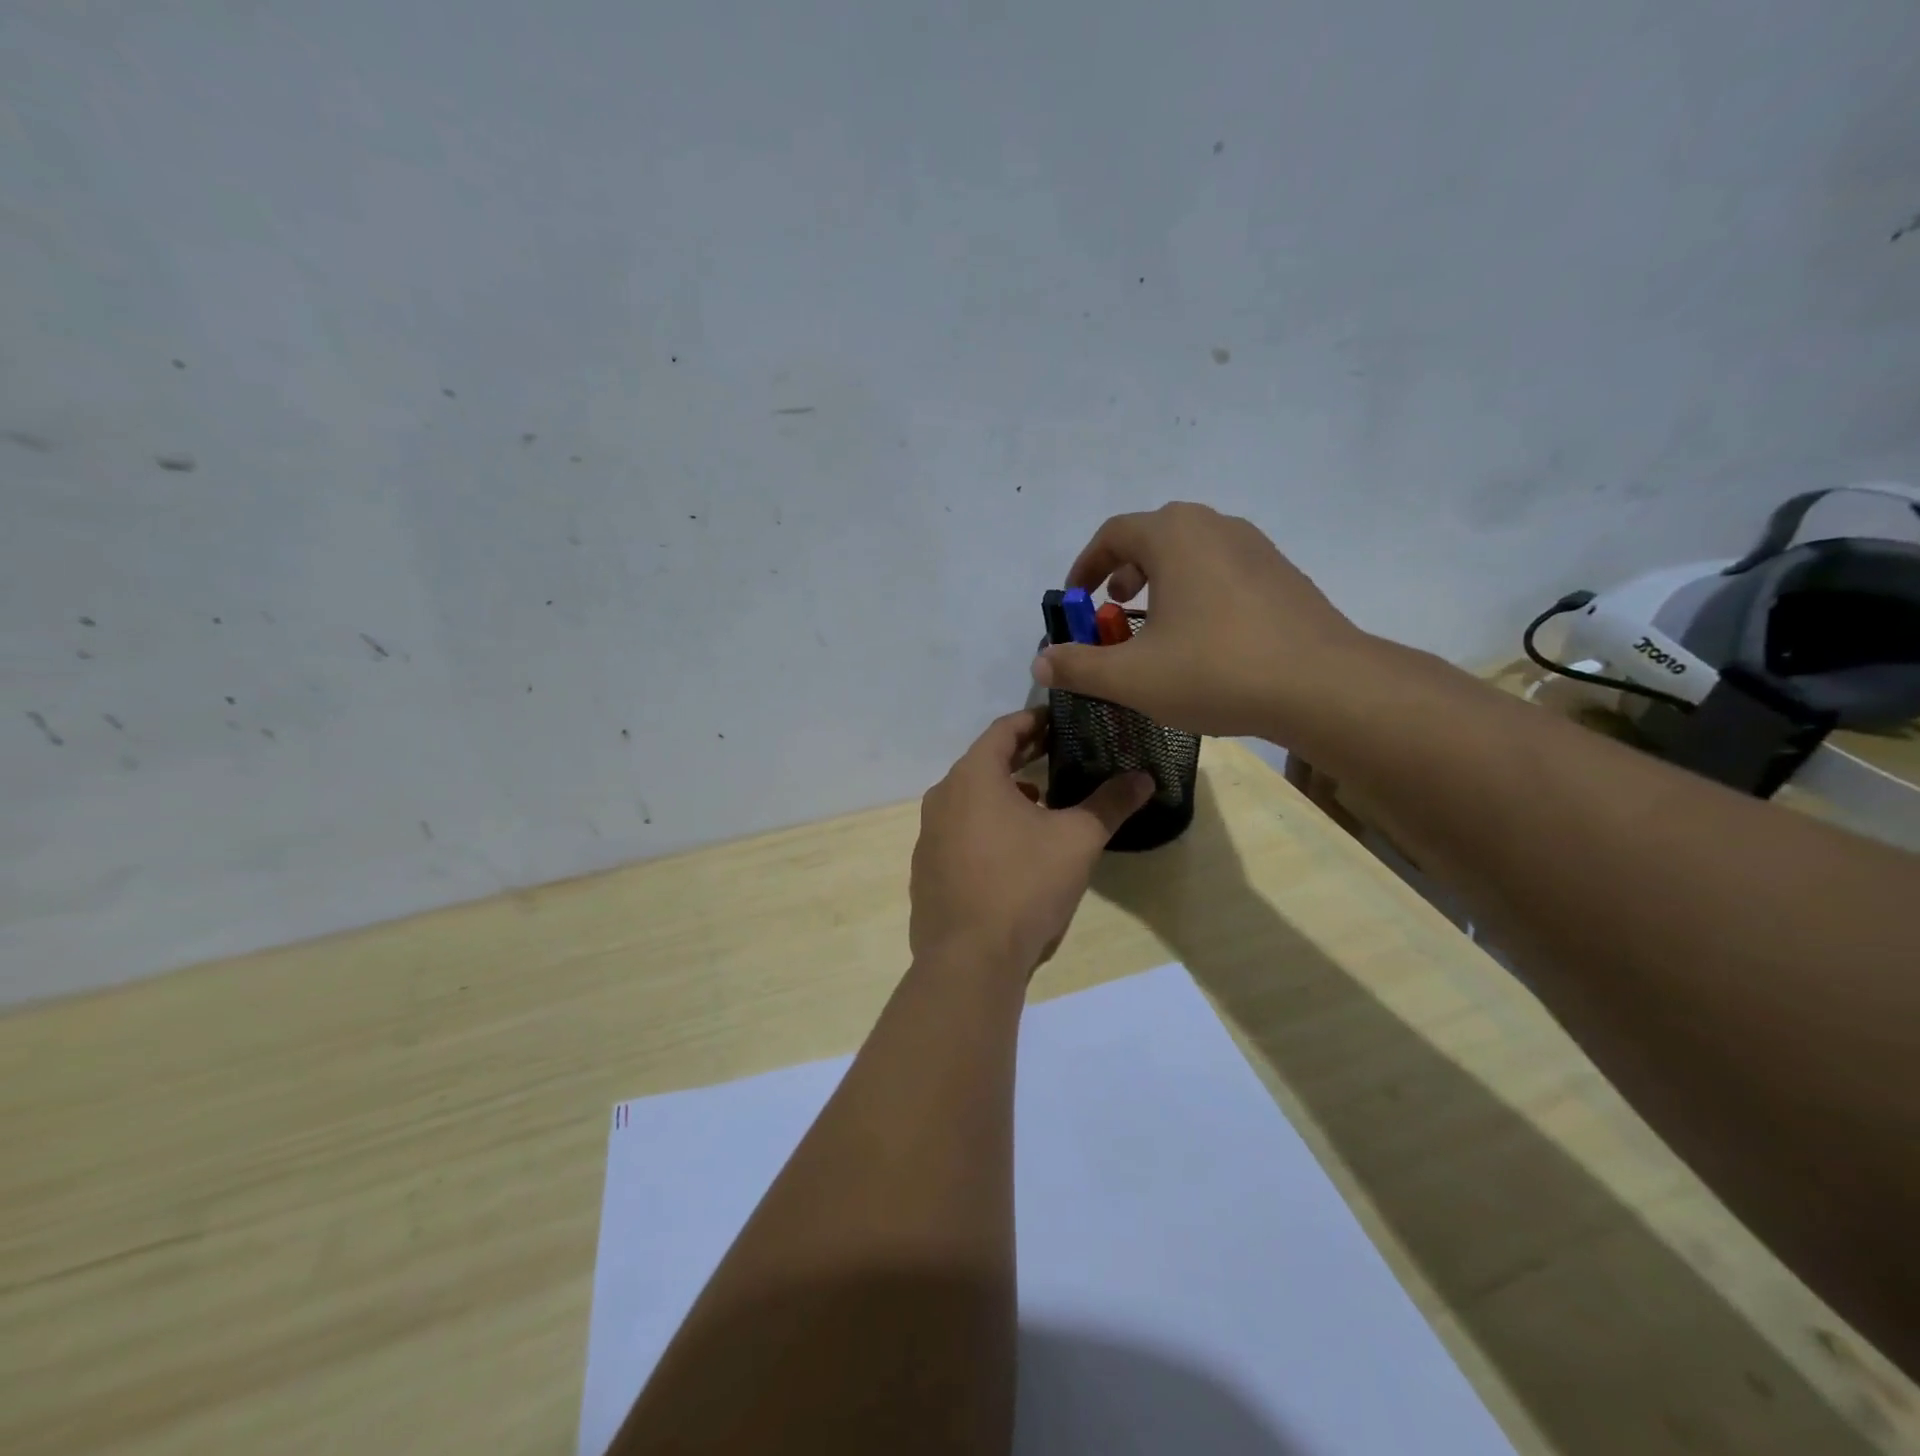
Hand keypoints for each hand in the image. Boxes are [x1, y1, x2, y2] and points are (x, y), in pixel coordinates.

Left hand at [910, 709, 1152, 976]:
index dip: (1034, 721)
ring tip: (1040, 802)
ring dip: (1003, 793)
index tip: (1061, 721)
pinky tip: (1012, 851)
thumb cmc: (1024, 885)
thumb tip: (1144, 778)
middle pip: (984, 763)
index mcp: (973, 777)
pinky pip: (958, 832)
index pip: (1003, 730)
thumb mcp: (1077, 841)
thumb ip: (1110, 803)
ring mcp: (928, 836)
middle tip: (1057, 754)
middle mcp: (942, 798)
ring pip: (969, 799)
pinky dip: (985, 826)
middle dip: (1021, 756)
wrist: (968, 960)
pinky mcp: (926, 870)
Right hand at [1030, 501, 1373, 741]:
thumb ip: (1079, 666)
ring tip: (1156, 624)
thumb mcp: (1132, 677)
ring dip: (1162, 581)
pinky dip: (1198, 592)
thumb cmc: (1216, 670)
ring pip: (1192, 552)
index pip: (1113, 534)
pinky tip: (1204, 639)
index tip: (1075, 599)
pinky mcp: (1283, 574)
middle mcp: (1214, 526)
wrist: (1323, 686)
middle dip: (1124, 571)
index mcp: (1174, 536)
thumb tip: (1041, 663)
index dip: (1085, 566)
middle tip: (1114, 609)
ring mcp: (1255, 547)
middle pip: (1154, 537)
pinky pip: (1223, 571)